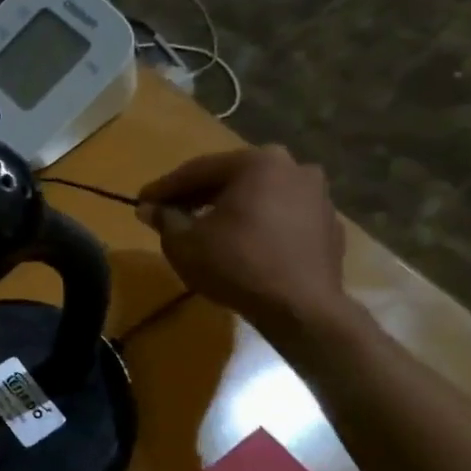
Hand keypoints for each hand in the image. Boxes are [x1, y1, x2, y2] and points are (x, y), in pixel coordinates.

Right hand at [137, 146, 353, 339]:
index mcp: (256, 163)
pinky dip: (259, 224)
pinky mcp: (328, 225)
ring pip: (261, 196)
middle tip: (171, 212)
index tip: (141, 202)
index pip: (197, 170)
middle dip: (199, 195)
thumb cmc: (235, 264)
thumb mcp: (183, 242)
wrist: (300, 307)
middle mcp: (292, 168)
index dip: (164, 188)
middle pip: (232, 178)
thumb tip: (150, 208)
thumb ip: (164, 218)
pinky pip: (283, 217)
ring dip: (231, 207)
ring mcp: (318, 196)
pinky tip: (243, 244)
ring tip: (207, 228)